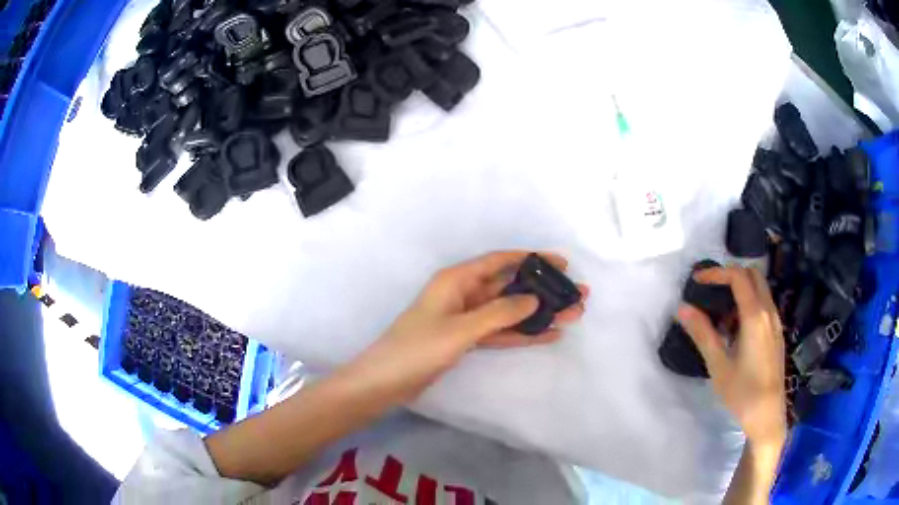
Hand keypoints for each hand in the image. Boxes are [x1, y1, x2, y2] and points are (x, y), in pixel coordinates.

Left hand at [339, 251, 588, 403]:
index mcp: (457, 280)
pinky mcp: (466, 340)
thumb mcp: (460, 329)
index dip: (531, 259)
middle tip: (576, 295)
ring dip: (538, 314)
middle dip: (542, 291)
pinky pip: (500, 332)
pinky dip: (522, 334)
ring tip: (572, 315)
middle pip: (510, 287)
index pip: (500, 261)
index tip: (561, 263)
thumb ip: (499, 313)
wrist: (386, 382)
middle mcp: (463, 293)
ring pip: (509, 311)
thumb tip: (533, 300)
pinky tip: (548, 335)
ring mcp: (465, 318)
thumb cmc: (417, 349)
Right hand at [677, 266, 786, 450]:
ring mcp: (776, 322)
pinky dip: (749, 303)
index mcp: (755, 316)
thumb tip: (682, 308)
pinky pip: (764, 305)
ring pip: (760, 289)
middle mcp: (769, 312)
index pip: (737, 276)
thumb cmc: (742, 392)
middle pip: (753, 274)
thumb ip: (702, 333)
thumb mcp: (718, 366)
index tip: (697, 281)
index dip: (716, 273)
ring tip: (721, 314)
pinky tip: (737, 330)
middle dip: (730, 275)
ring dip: (741, 290)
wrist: (768, 416)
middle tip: (710, 290)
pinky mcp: (777, 333)